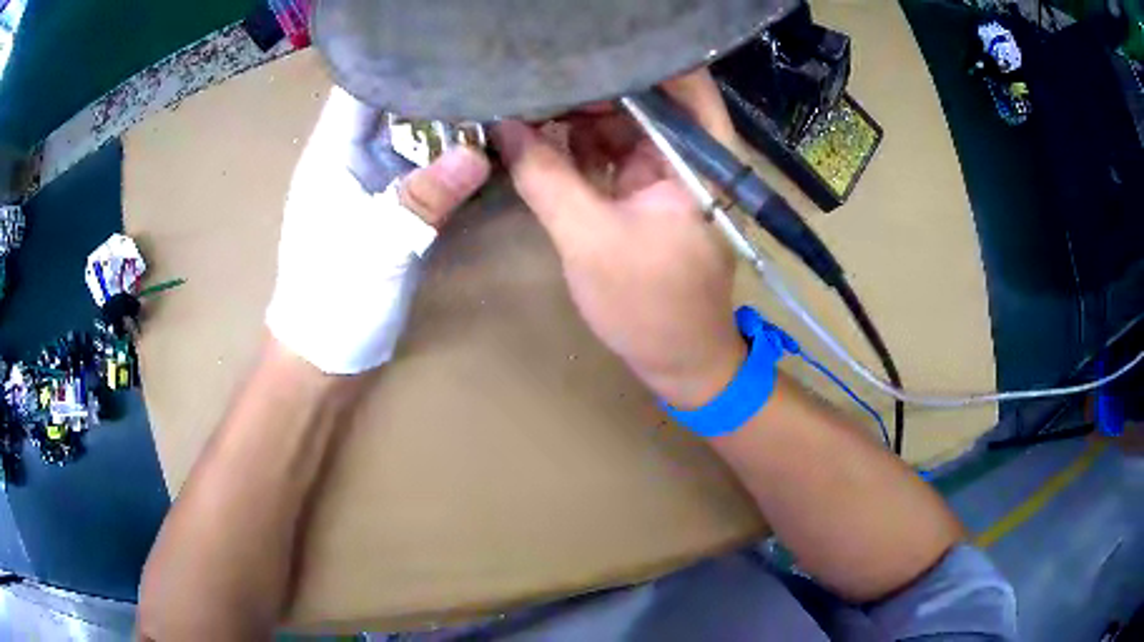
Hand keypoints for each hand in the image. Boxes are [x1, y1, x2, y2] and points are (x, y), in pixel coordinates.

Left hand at [267, 88, 490, 373]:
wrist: (325, 354)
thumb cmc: (333, 297)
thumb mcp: (377, 245)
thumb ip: (424, 197)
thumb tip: (479, 153)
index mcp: (332, 154)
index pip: (360, 88)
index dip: (396, 61)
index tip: (446, 44)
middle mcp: (352, 159)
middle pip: (393, 107)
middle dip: (436, 88)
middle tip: (490, 69)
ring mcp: (374, 185)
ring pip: (413, 139)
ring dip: (450, 124)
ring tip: (499, 99)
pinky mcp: (392, 210)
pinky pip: (425, 173)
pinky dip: (451, 162)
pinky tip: (487, 150)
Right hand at [494, 70, 745, 408]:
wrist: (678, 360)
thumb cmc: (649, 307)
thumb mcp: (590, 239)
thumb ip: (545, 176)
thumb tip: (502, 125)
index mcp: (699, 154)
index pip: (679, 75)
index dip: (631, 51)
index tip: (577, 37)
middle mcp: (689, 150)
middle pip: (642, 92)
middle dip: (589, 80)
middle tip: (532, 67)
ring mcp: (666, 168)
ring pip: (621, 117)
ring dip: (576, 109)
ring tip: (525, 94)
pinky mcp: (645, 187)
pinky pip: (610, 148)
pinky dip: (577, 141)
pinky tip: (537, 130)